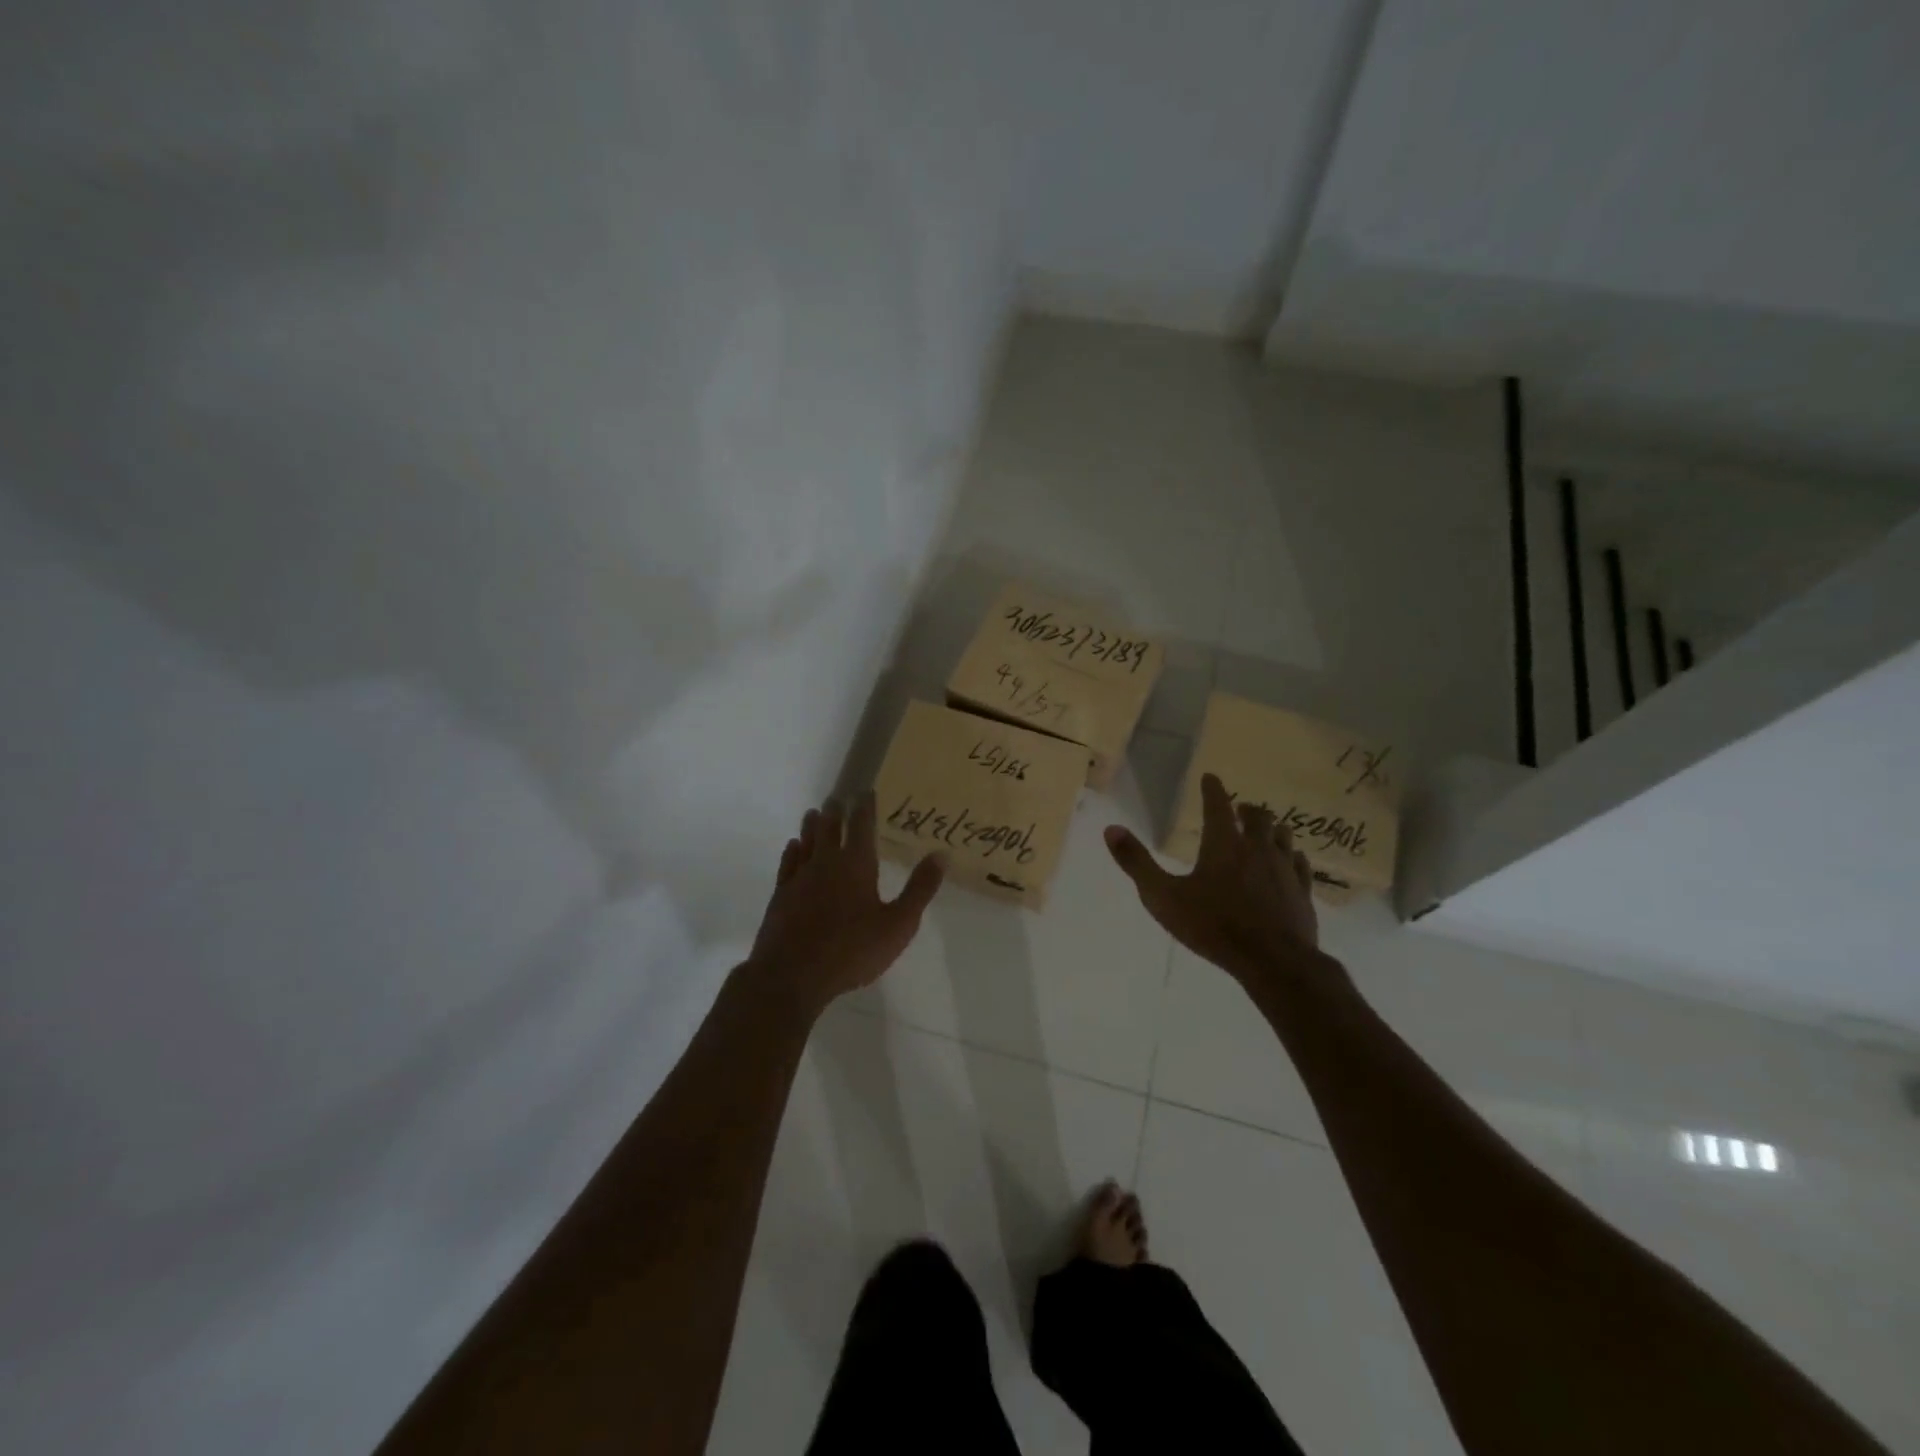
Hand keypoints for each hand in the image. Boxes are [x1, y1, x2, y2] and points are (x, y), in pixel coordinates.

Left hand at [747, 792, 944, 1013]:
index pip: (861, 825)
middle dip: (835, 811)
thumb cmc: (851, 950)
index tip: (865, 791)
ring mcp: (799, 878)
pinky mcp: (781, 895)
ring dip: (811, 825)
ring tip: (813, 813)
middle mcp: (826, 862)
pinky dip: (792, 851)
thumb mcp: (898, 924)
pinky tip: (793, 847)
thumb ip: (920, 888)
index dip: (864, 806)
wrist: (791, 975)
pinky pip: (787, 864)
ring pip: (806, 841)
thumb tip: (941, 854)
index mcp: (856, 864)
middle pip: (829, 827)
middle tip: (837, 798)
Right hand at [1104, 773, 1324, 985]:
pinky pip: (1300, 865)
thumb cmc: (1212, 926)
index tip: (1211, 777)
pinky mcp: (1302, 893)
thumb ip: (1137, 863)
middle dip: (1247, 810)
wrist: (1272, 961)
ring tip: (1267, 830)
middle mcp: (1257, 849)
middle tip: (1240, 809)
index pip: (1218, 806)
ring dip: (1272, 830)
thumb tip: (1111, 828)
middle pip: (1258, 817)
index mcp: (1223, 845)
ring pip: (1283, 837)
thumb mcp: (1162, 897)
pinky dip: (1293, 857)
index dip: (1213, 789)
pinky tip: (1293, 861)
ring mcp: (1285, 870)